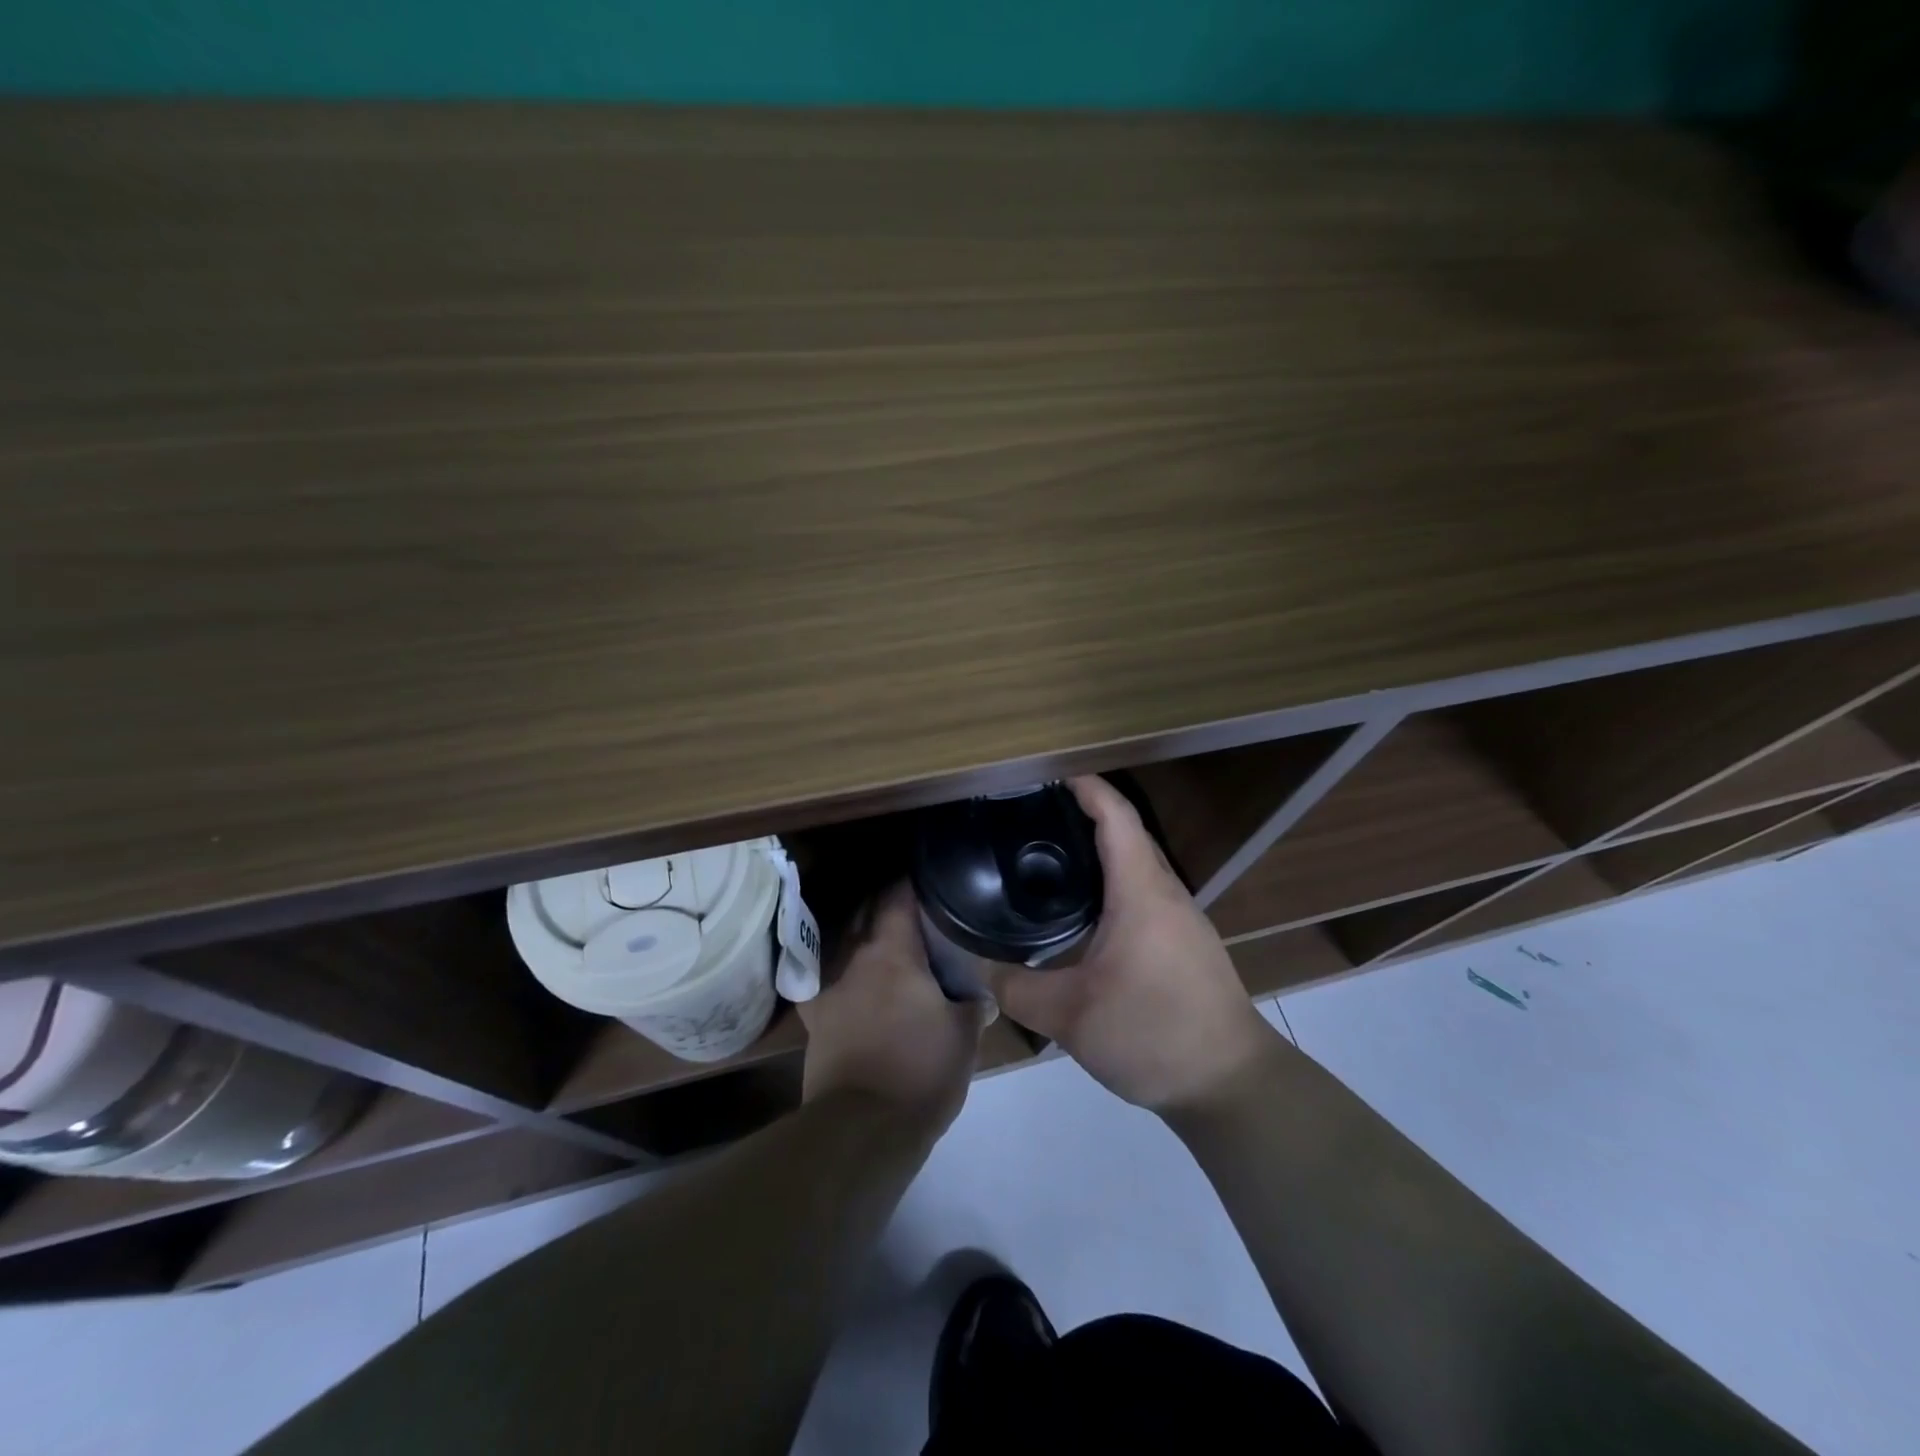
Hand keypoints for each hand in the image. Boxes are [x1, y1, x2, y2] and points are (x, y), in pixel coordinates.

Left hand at [798, 881, 983, 1132]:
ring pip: (845, 945)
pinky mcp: (815, 1021)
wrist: (864, 1126)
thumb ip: (974, 1005)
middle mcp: (856, 959)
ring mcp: (830, 988)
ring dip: (863, 935)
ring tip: (886, 939)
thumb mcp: (964, 1036)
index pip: (898, 898)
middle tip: (914, 909)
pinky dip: (837, 974)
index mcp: (893, 953)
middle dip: (887, 905)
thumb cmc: (922, 1071)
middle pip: (867, 914)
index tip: (929, 880)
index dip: (913, 883)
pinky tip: (847, 979)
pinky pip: (824, 983)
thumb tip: (984, 996)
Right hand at [984, 776, 1279, 1112]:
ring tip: (1050, 854)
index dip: (1085, 786)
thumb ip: (1016, 988)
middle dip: (1085, 812)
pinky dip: (1113, 881)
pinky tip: (1084, 909)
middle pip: (1127, 833)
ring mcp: (1182, 918)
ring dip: (1100, 849)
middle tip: (1033, 814)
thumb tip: (976, 966)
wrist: (1231, 1084)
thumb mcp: (1070, 1017)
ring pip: (1138, 864)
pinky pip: (1145, 892)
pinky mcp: (1186, 942)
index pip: (1116, 816)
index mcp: (1141, 892)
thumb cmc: (1152, 1034)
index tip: (1048, 774)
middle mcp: (1166, 893)